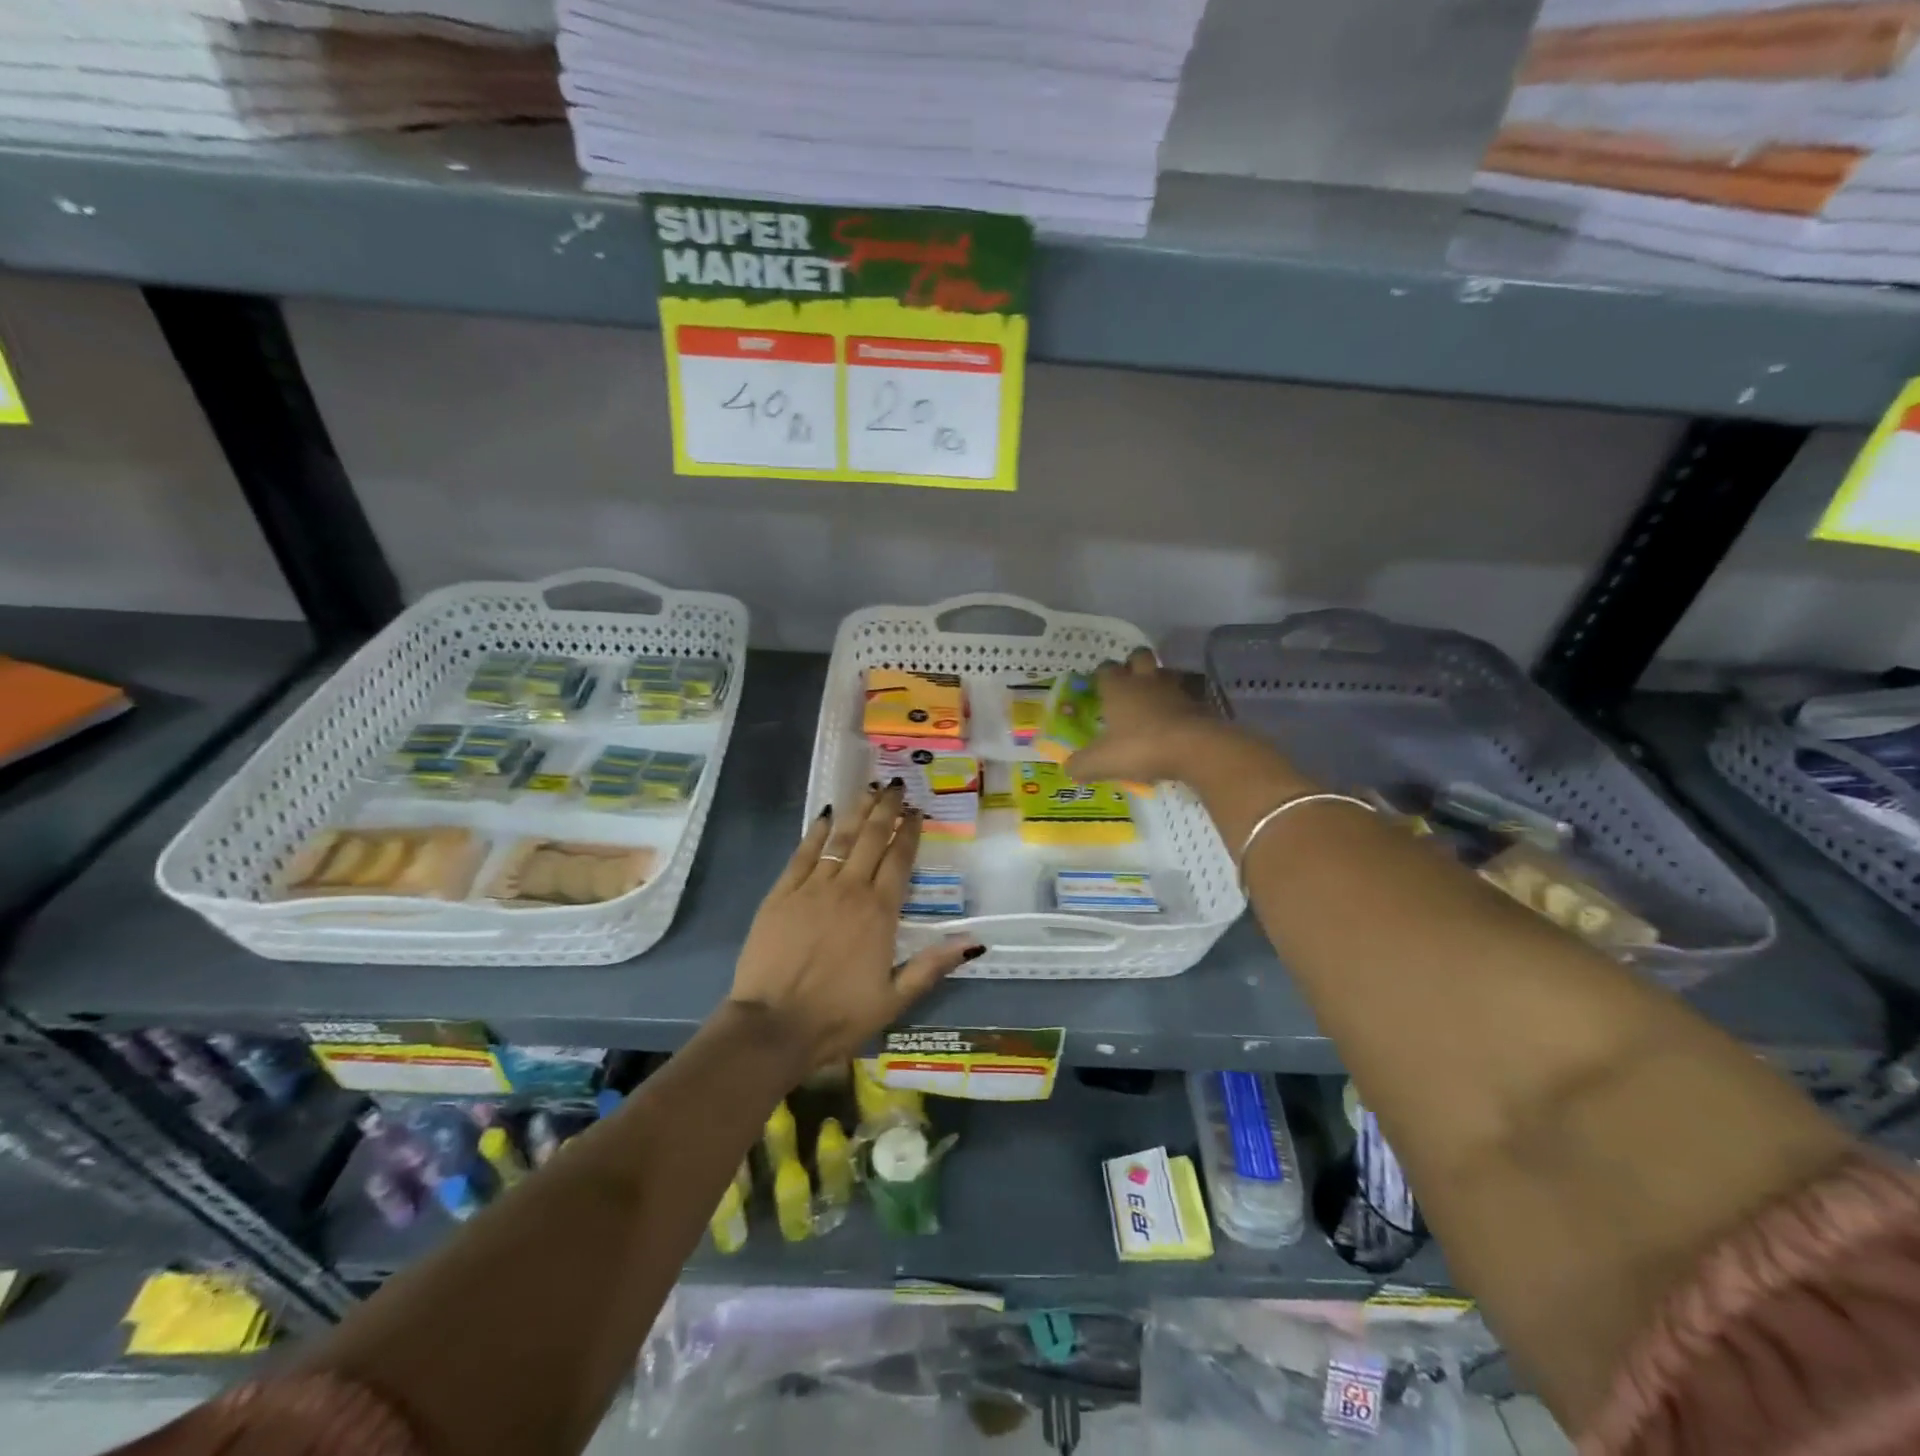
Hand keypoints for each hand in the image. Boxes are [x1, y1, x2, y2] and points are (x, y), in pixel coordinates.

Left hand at [728, 782, 981, 1070]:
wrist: (773, 1026)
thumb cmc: (838, 1016)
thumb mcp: (894, 999)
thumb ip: (932, 966)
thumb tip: (974, 942)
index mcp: (880, 912)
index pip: (899, 860)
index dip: (909, 832)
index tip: (917, 811)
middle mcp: (849, 889)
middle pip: (871, 838)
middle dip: (886, 809)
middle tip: (896, 786)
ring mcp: (812, 888)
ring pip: (840, 838)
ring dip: (857, 812)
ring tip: (869, 789)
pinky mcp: (781, 893)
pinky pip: (803, 853)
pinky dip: (816, 832)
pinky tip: (824, 815)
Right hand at [1065, 648, 1237, 786]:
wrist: (1195, 748)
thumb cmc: (1140, 748)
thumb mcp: (1101, 762)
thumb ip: (1081, 765)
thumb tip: (1069, 769)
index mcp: (1118, 688)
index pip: (1106, 669)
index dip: (1102, 674)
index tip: (1099, 685)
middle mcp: (1145, 681)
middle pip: (1140, 656)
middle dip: (1134, 664)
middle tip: (1130, 682)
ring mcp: (1175, 690)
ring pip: (1166, 673)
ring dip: (1160, 681)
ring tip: (1155, 700)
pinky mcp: (1199, 704)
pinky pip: (1188, 697)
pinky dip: (1181, 705)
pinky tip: (1177, 721)